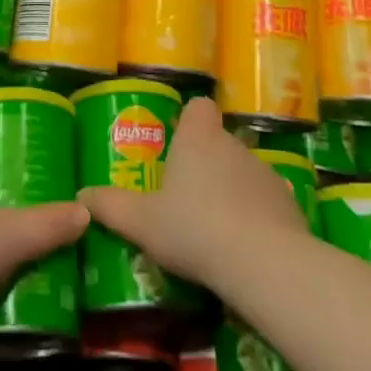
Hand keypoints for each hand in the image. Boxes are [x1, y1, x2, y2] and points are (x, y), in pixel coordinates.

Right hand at [77, 98, 313, 287]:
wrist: (263, 263)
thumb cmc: (194, 229)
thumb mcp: (142, 223)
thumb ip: (111, 207)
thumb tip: (82, 196)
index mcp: (198, 138)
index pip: (199, 107)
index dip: (189, 120)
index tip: (177, 144)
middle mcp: (232, 145)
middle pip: (218, 141)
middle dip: (205, 163)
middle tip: (185, 197)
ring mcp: (264, 172)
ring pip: (242, 171)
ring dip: (231, 190)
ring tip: (215, 227)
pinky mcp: (288, 203)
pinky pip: (266, 201)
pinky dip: (256, 215)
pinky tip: (245, 246)